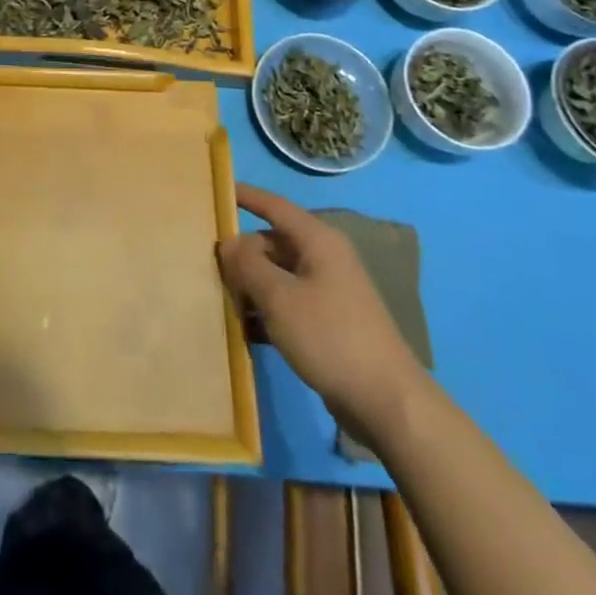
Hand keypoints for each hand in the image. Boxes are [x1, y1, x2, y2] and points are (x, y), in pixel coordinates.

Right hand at [218, 183, 429, 449]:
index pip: (274, 205)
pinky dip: (266, 311)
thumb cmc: (331, 337)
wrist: (388, 403)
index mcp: (318, 241)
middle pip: (272, 243)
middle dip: (241, 254)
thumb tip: (228, 242)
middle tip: (207, 266)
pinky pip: (288, 303)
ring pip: (277, 275)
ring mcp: (328, 291)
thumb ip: (248, 265)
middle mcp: (324, 258)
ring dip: (250, 286)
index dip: (245, 196)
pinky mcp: (328, 322)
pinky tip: (244, 329)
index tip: (215, 191)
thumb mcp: (279, 298)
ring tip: (219, 298)